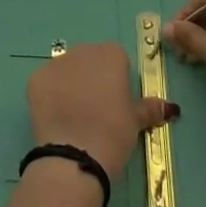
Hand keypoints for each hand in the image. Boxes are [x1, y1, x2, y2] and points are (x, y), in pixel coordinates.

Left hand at [27, 43, 175, 181]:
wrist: (74, 156)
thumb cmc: (113, 135)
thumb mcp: (135, 122)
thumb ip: (149, 108)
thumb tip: (169, 107)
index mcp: (111, 55)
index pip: (117, 59)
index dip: (117, 81)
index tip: (117, 103)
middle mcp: (83, 51)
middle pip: (90, 60)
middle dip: (93, 79)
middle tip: (97, 111)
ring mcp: (56, 63)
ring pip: (67, 70)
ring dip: (71, 85)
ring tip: (76, 117)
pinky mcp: (36, 78)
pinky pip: (47, 82)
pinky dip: (51, 95)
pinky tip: (57, 118)